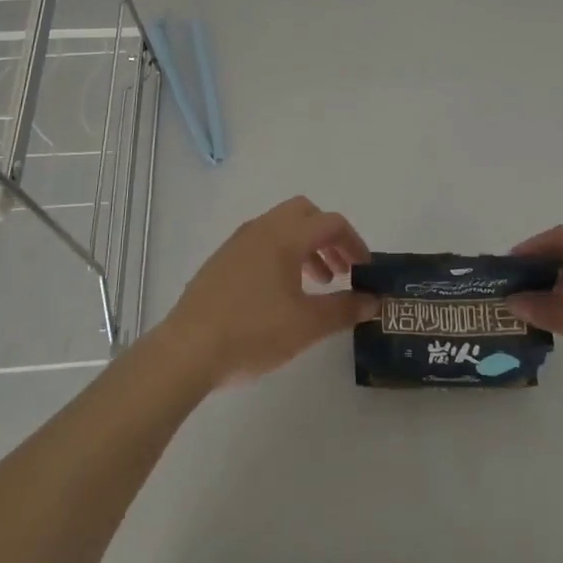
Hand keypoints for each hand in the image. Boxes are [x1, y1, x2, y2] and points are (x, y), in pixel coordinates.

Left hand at [156, 197, 376, 388]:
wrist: (188, 349)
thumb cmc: (253, 332)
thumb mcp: (307, 325)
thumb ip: (344, 309)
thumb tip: (374, 300)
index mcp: (285, 235)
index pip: (331, 223)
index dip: (355, 243)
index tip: (365, 270)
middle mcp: (262, 228)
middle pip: (305, 213)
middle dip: (328, 237)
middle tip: (341, 270)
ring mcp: (238, 242)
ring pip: (282, 227)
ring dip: (306, 247)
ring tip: (316, 285)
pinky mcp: (222, 260)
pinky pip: (262, 242)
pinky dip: (282, 255)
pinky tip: (281, 294)